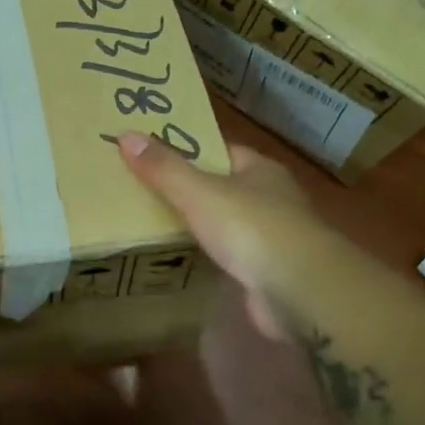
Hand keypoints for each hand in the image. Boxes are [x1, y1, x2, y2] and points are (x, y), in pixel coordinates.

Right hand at [116, 132, 328, 341]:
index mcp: (260, 170)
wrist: (299, 289)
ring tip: (156, 224)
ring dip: (201, 225)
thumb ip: (163, 168)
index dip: (190, 150)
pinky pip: (231, 255)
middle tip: (146, 191)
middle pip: (224, 186)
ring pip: (228, 223)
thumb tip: (126, 135)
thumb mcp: (198, 192)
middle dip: (191, 189)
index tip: (155, 155)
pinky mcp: (268, 271)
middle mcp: (272, 198)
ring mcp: (273, 236)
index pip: (221, 150)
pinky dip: (211, 256)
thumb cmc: (250, 227)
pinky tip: (185, 259)